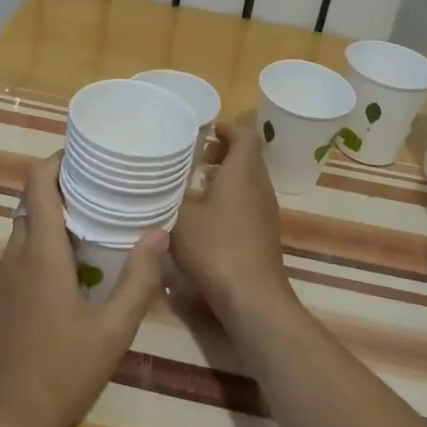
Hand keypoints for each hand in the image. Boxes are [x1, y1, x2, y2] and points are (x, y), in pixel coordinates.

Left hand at [0, 155, 166, 426]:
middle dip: (65, 181)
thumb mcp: (113, 330)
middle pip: (33, 198)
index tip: (90, 152)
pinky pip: (27, 246)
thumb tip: (159, 231)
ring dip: (58, 208)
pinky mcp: (9, 294)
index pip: (37, 183)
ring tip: (101, 209)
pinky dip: (51, 234)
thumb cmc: (61, 373)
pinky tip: (83, 253)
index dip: (58, 159)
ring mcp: (9, 275)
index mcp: (40, 252)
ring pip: (29, 222)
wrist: (7, 422)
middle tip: (107, 180)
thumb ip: (139, 279)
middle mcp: (18, 254)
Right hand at [171, 119, 291, 317]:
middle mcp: (259, 186)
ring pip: (248, 182)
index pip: (245, 135)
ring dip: (225, 178)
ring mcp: (266, 212)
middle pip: (247, 158)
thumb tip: (160, 181)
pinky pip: (248, 204)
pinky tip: (206, 219)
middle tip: (195, 158)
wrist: (252, 298)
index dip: (227, 128)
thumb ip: (170, 193)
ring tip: (195, 187)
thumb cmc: (215, 247)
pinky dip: (230, 201)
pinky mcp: (264, 235)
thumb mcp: (180, 216)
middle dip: (223, 153)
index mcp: (243, 172)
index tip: (205, 130)